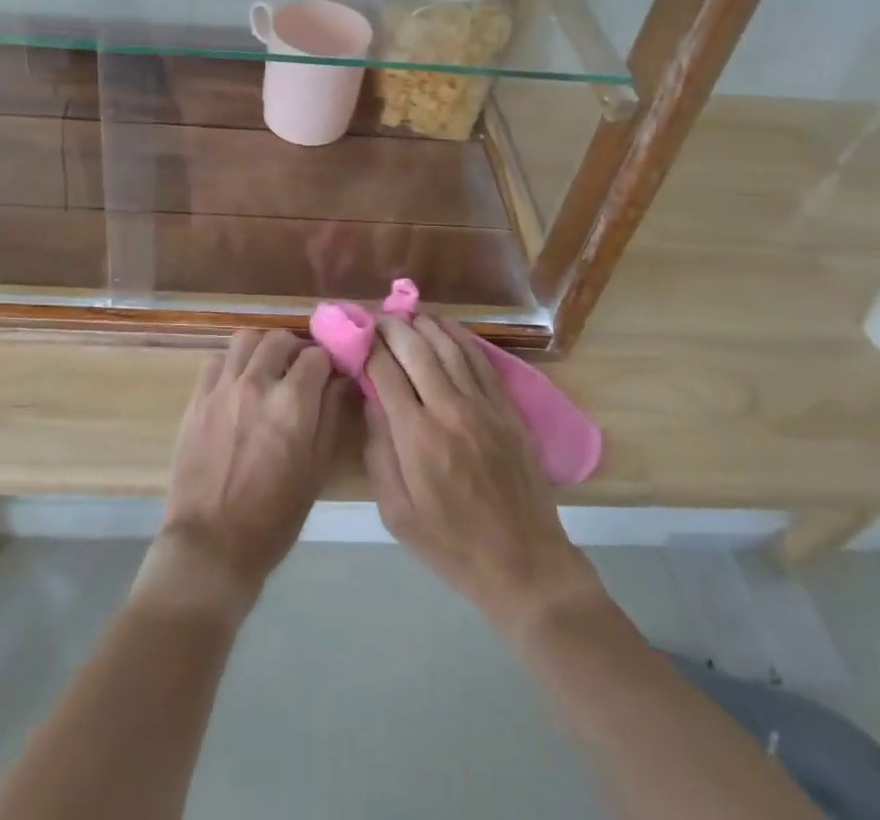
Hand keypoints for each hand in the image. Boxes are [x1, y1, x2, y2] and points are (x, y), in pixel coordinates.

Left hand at [140, 328, 347, 619]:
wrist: (212, 545)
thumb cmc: (274, 518)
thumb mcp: (316, 471)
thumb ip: (331, 416)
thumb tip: (341, 380)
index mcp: (293, 404)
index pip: (317, 355)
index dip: (328, 361)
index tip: (330, 373)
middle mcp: (257, 384)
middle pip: (280, 339)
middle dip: (296, 349)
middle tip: (300, 370)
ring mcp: (223, 388)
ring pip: (246, 339)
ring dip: (262, 348)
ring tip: (267, 369)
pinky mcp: (197, 398)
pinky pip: (216, 360)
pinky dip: (231, 364)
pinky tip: (236, 385)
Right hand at [363, 315, 601, 634]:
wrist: (524, 566)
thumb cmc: (451, 547)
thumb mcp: (396, 514)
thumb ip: (378, 452)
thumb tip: (370, 400)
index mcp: (417, 437)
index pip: (385, 372)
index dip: (367, 346)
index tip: (355, 334)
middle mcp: (449, 410)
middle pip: (416, 349)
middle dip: (392, 327)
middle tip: (376, 318)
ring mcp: (483, 406)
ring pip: (449, 346)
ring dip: (424, 324)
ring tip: (405, 314)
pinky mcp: (507, 409)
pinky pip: (481, 360)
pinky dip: (460, 337)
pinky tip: (445, 327)